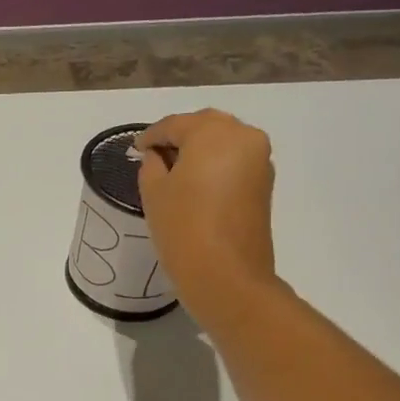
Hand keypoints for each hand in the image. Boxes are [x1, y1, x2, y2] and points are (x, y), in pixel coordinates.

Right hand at [136, 109, 280, 326]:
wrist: (226, 276)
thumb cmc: (183, 228)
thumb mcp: (154, 192)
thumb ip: (152, 165)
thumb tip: (157, 156)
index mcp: (214, 132)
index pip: (175, 124)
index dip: (151, 136)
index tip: (135, 149)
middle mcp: (243, 136)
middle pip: (205, 126)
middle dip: (179, 136)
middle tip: (155, 155)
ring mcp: (260, 160)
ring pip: (223, 142)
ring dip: (199, 150)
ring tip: (173, 170)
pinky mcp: (264, 183)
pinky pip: (234, 162)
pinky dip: (215, 165)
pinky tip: (195, 184)